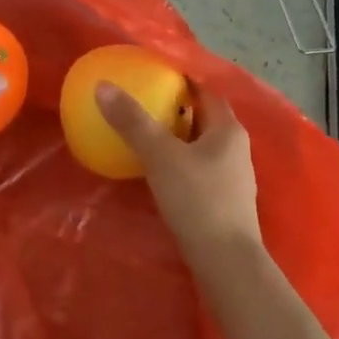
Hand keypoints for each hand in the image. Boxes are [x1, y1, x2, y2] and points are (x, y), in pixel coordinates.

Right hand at [96, 81, 261, 263]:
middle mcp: (235, 147)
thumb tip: (103, 86)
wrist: (226, 263)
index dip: (181, 80)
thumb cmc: (198, 200)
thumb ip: (132, 121)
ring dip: (176, 136)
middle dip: (175, 108)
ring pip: (200, 144)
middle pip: (203, 117)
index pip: (205, 91)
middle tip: (142, 102)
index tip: (151, 75)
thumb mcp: (160, 155)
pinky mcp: (223, 200)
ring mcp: (232, 176)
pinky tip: (156, 170)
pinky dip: (178, 161)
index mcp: (228, 129)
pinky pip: (198, 168)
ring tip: (144, 134)